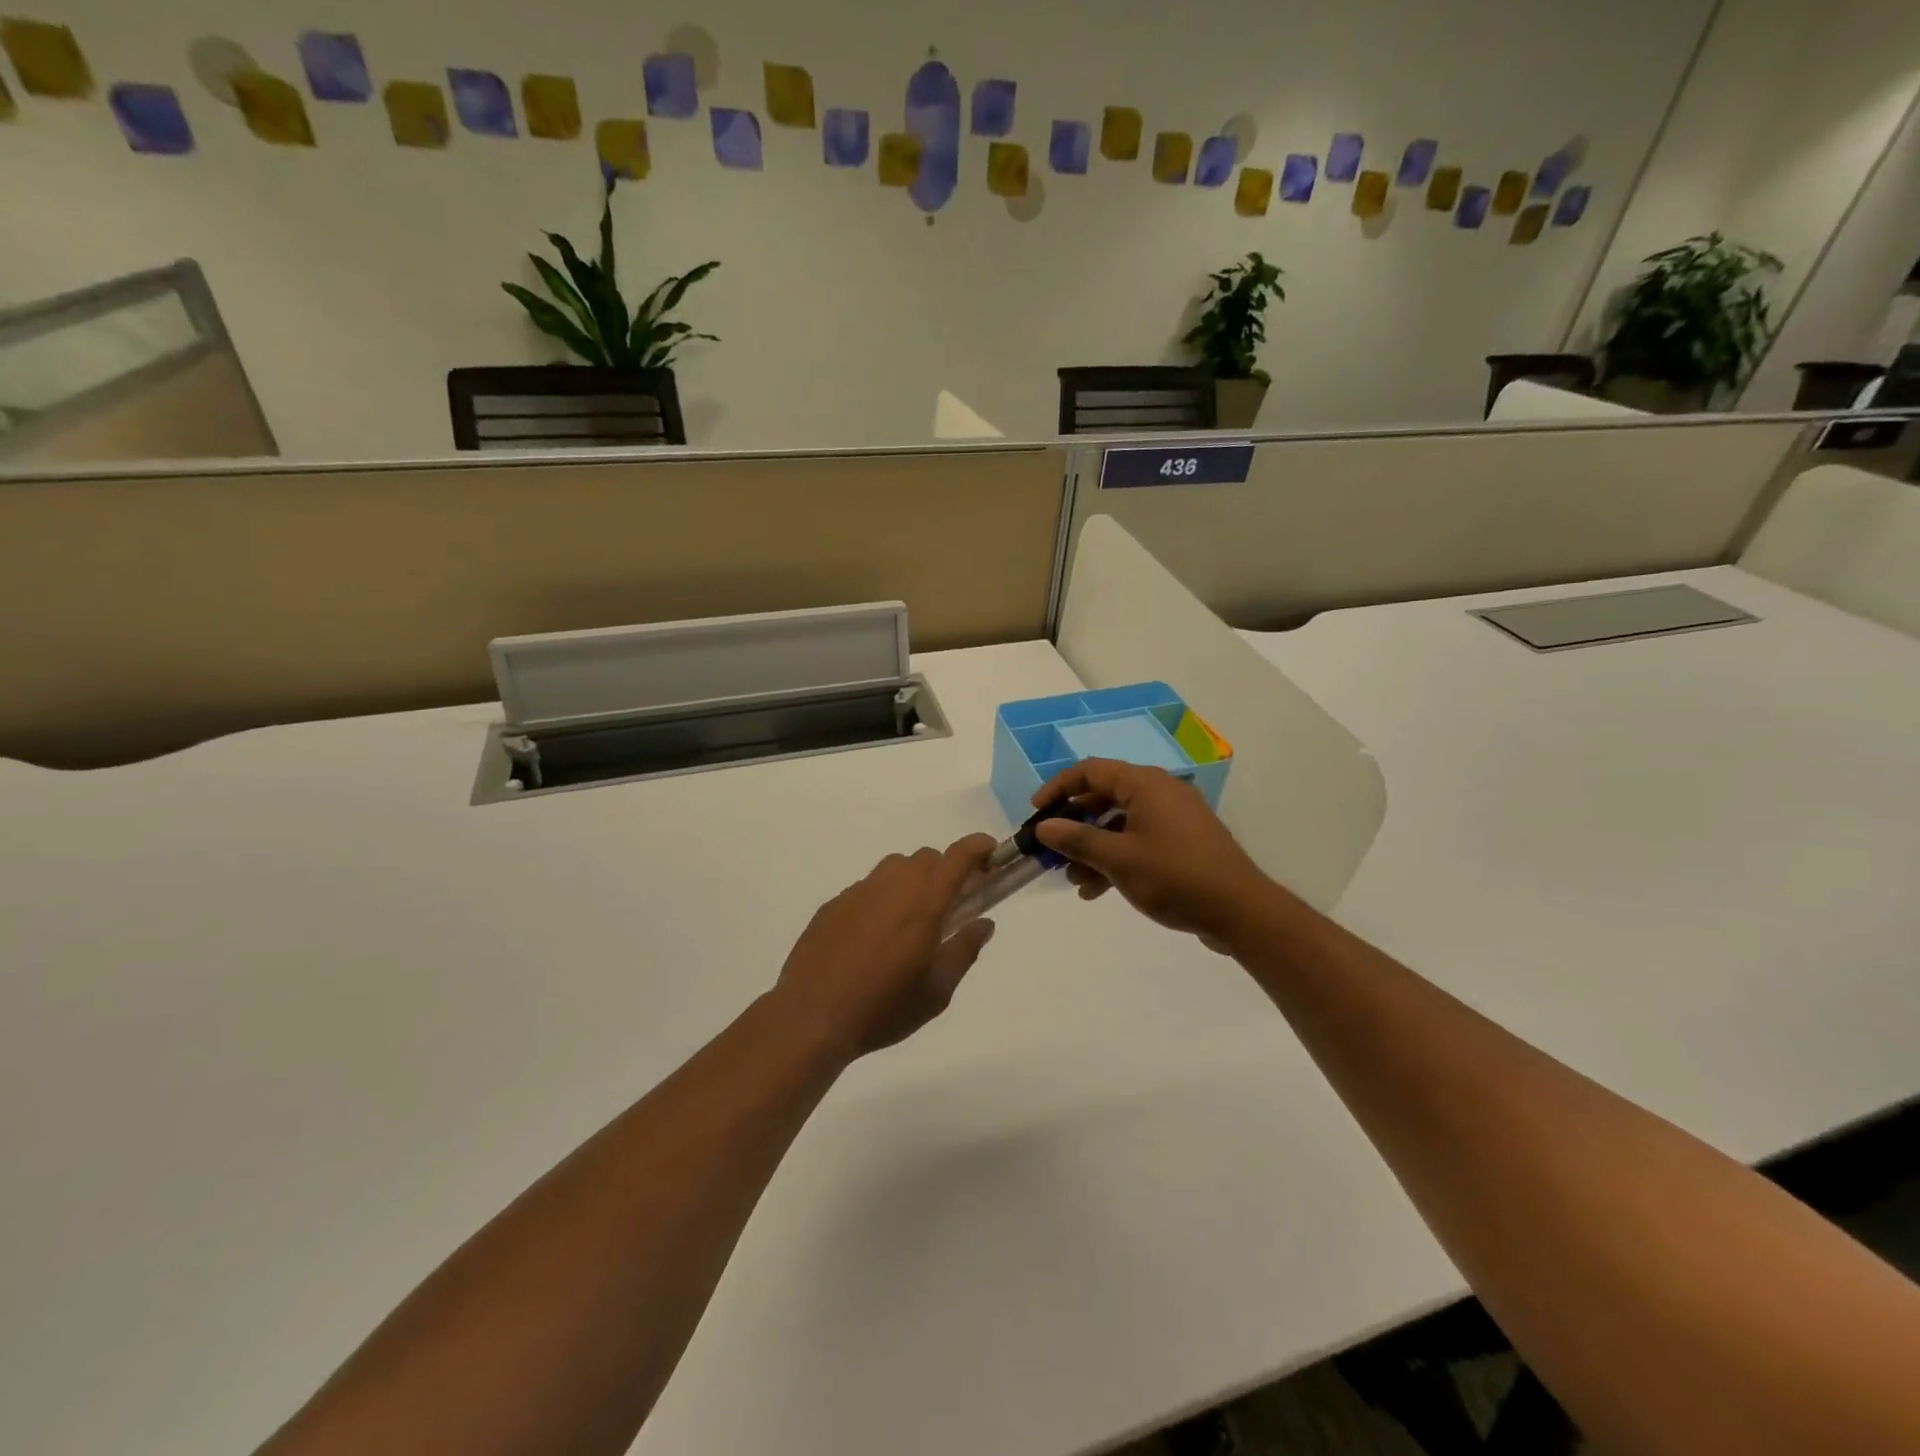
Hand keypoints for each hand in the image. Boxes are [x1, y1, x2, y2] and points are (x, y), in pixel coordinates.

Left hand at [772, 834, 998, 1060]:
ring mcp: (858, 892)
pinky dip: (881, 900)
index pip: (958, 856)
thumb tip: (984, 923)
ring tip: (910, 922)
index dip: (979, 847)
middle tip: (950, 906)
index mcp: (924, 901)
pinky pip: (867, 889)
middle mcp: (892, 885)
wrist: (811, 1016)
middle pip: (926, 858)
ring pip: (894, 868)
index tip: (992, 853)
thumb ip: (964, 950)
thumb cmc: (884, 1007)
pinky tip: (873, 938)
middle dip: (945, 872)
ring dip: (912, 882)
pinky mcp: (833, 905)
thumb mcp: (937, 991)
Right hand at [1033, 759, 1273, 952]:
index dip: (1059, 788)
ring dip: (1093, 849)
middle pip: (1104, 798)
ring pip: (1120, 824)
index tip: (1036, 812)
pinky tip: (1097, 891)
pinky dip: (1116, 859)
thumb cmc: (1175, 876)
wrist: (1240, 911)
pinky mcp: (1182, 843)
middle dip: (1074, 826)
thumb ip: (1077, 840)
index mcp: (1145, 784)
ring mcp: (1173, 818)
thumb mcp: (1118, 859)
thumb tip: (1044, 827)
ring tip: (1073, 880)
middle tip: (1052, 850)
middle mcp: (1160, 792)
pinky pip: (1138, 841)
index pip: (1091, 771)